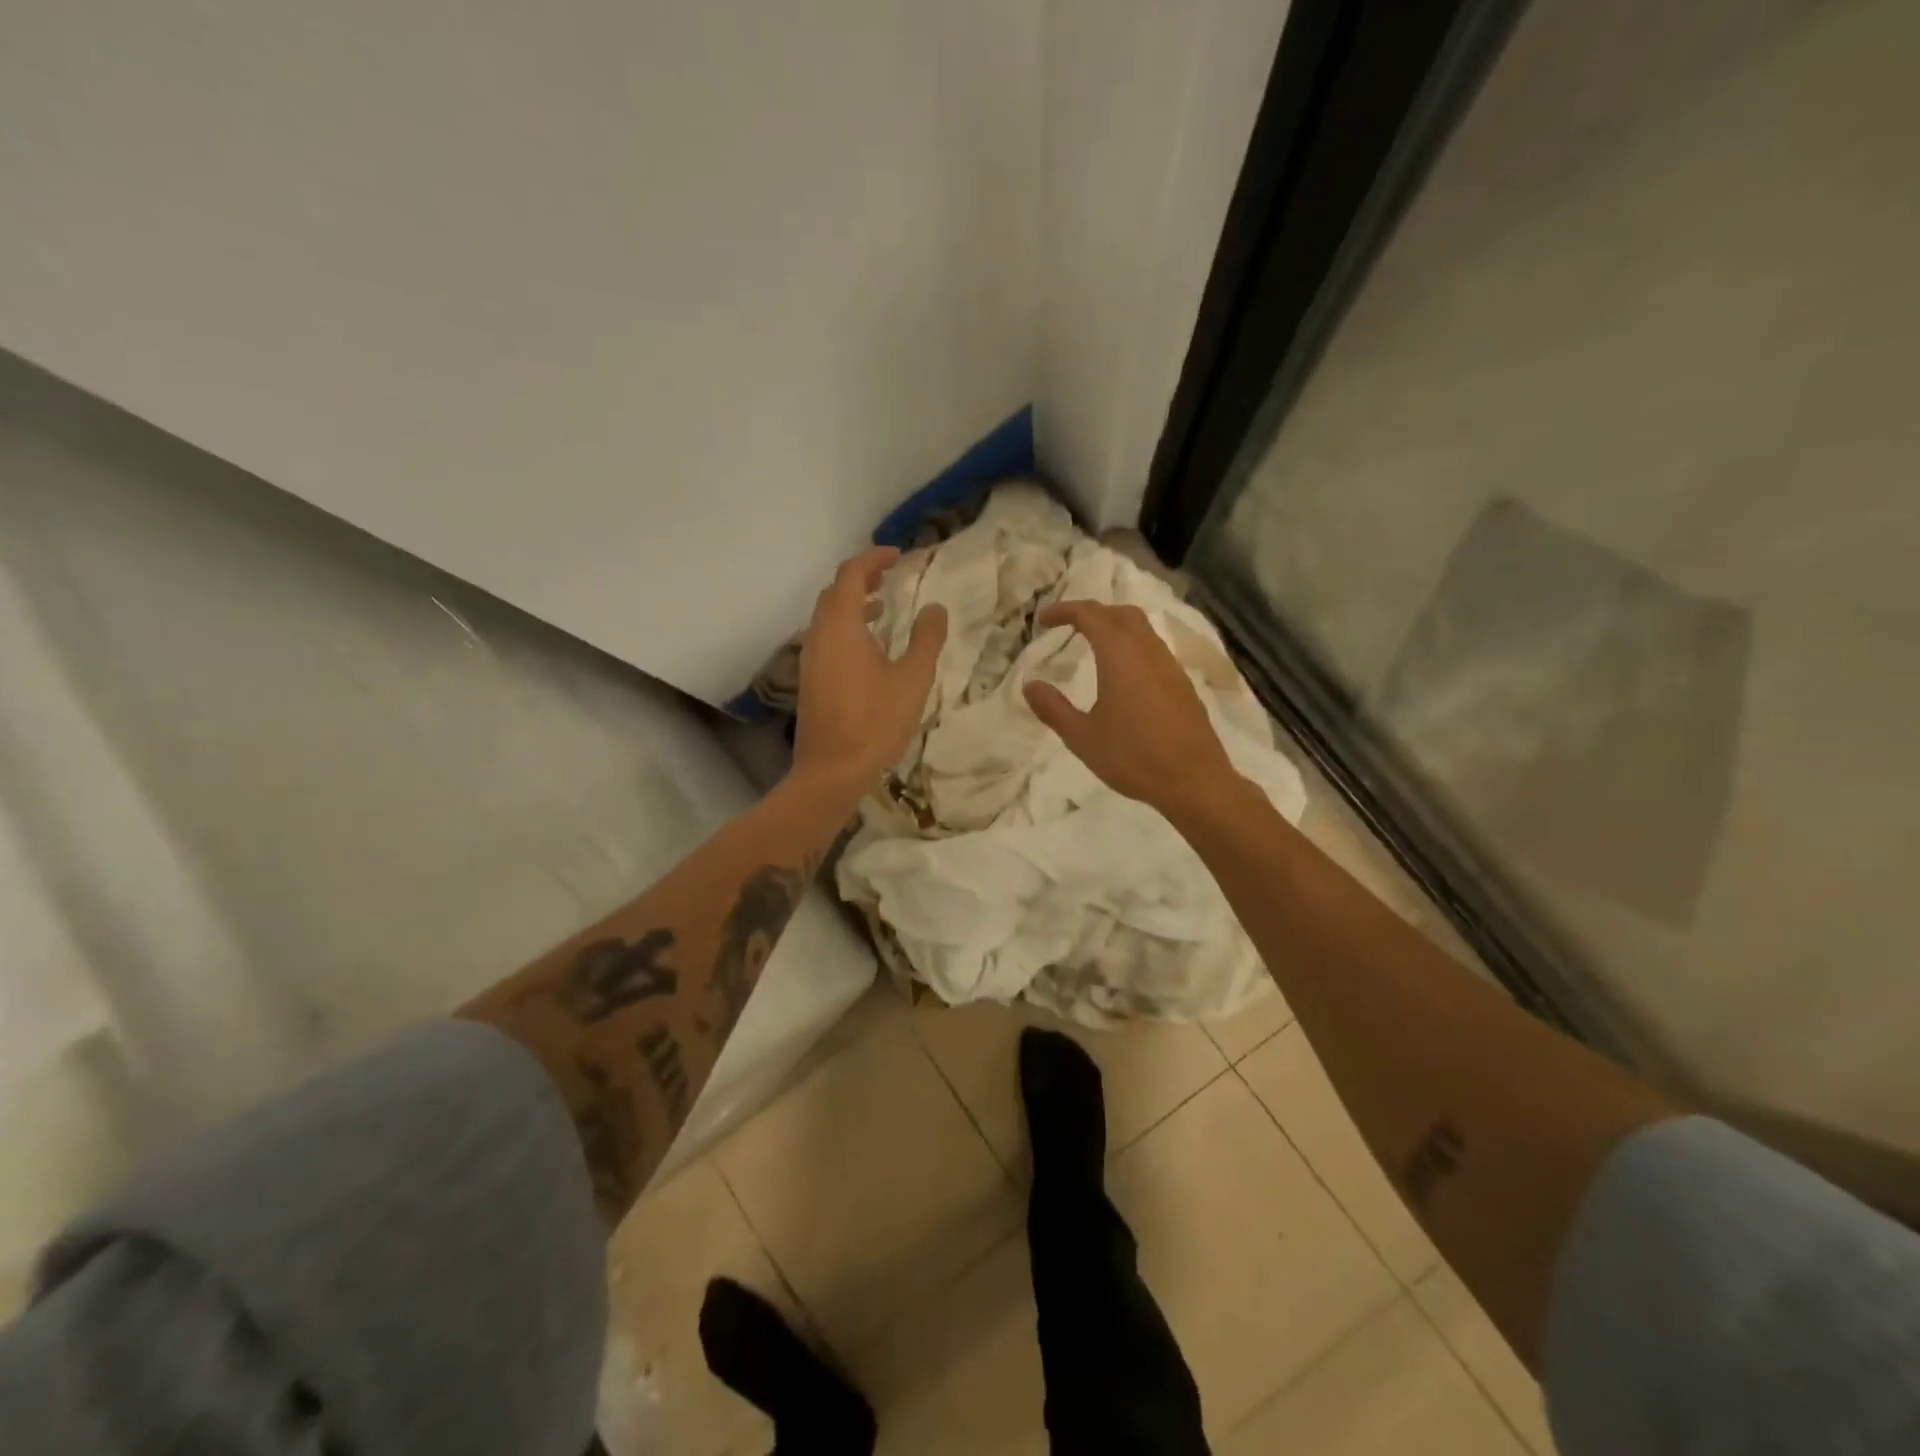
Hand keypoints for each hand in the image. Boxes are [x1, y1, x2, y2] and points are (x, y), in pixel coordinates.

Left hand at [792, 545, 947, 795]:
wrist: (832, 771)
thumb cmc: (876, 723)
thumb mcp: (912, 679)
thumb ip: (926, 639)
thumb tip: (935, 608)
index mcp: (841, 627)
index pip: (851, 575)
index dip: (873, 558)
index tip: (898, 555)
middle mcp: (819, 636)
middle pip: (835, 592)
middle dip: (862, 577)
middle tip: (890, 576)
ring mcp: (810, 659)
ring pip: (828, 617)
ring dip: (853, 604)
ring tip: (883, 606)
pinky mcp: (810, 680)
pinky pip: (827, 638)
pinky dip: (847, 628)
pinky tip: (869, 648)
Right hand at [1024, 600, 1242, 819]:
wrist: (1194, 781)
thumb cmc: (1133, 757)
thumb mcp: (1082, 737)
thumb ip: (1053, 708)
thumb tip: (1029, 685)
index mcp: (1120, 656)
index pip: (1091, 615)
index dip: (1065, 610)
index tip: (1043, 620)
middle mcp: (1148, 651)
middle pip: (1121, 613)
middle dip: (1093, 612)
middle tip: (1069, 626)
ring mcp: (1170, 667)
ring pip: (1142, 629)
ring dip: (1115, 627)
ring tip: (1093, 645)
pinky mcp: (1183, 684)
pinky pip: (1154, 649)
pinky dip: (1132, 646)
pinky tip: (1124, 674)